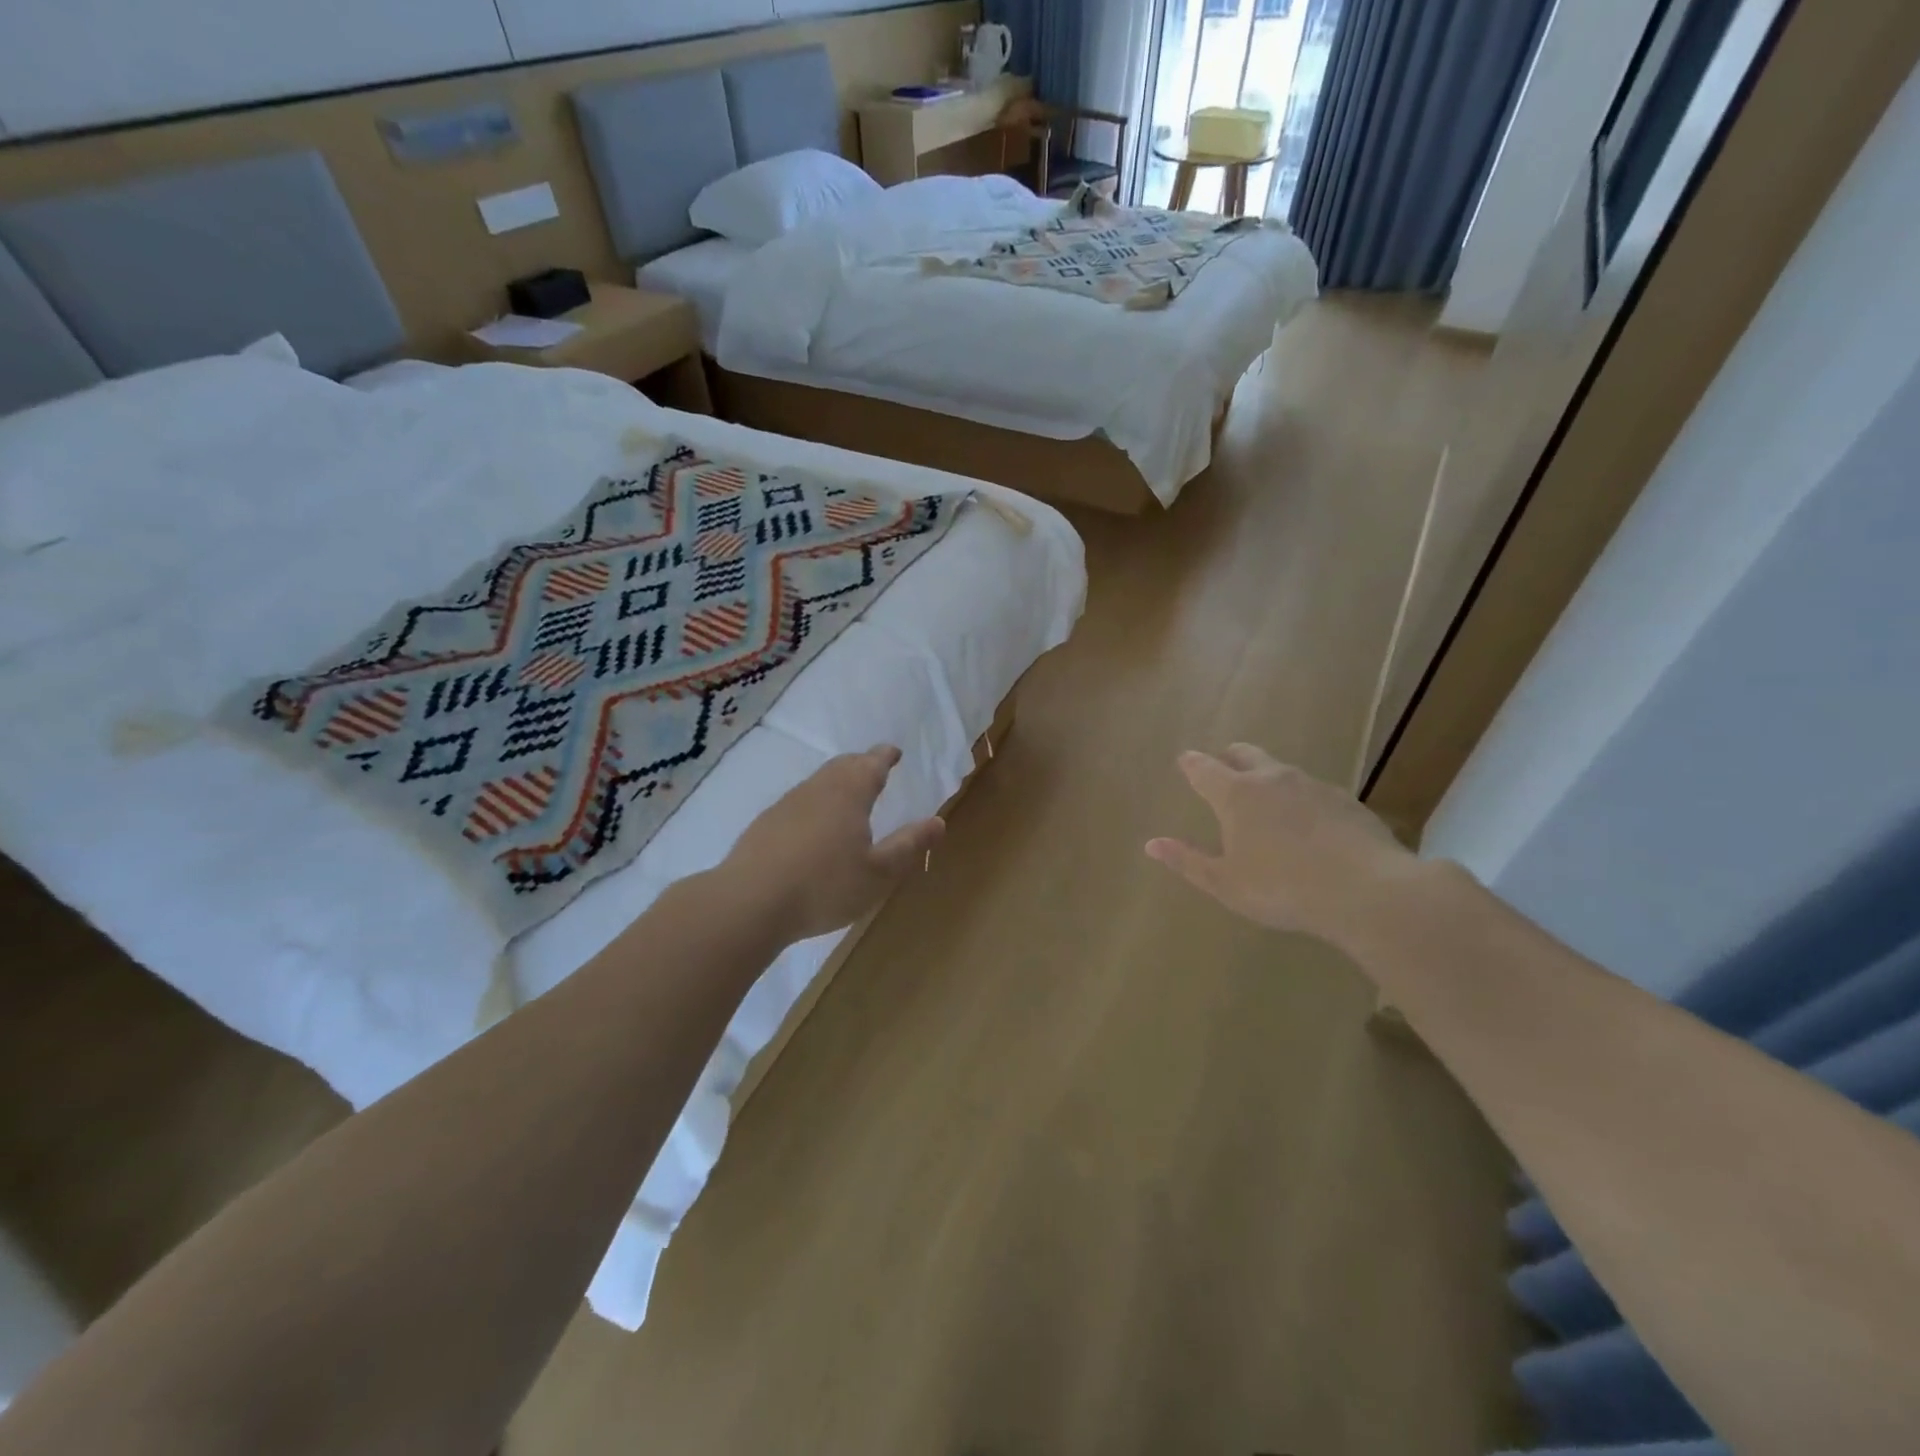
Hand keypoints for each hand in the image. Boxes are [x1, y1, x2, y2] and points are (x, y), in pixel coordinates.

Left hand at [724, 746, 944, 942]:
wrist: (749, 903)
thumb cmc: (824, 886)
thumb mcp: (878, 873)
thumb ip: (908, 845)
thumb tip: (938, 821)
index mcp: (849, 794)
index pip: (871, 764)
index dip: (885, 756)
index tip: (894, 752)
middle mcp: (817, 789)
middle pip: (842, 766)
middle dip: (861, 764)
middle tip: (874, 769)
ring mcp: (786, 804)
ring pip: (818, 782)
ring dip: (836, 782)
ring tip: (847, 795)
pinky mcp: (764, 824)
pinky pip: (798, 802)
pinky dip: (814, 804)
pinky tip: (812, 827)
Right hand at [1145, 743, 1414, 944]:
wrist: (1367, 891)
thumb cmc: (1282, 888)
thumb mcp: (1226, 883)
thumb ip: (1188, 861)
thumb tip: (1151, 844)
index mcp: (1236, 795)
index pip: (1204, 768)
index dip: (1191, 764)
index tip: (1184, 761)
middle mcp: (1272, 779)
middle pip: (1244, 753)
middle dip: (1229, 757)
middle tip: (1223, 768)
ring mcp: (1313, 785)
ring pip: (1281, 770)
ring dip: (1267, 779)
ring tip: (1267, 803)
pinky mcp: (1346, 800)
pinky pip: (1313, 791)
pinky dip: (1301, 800)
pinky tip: (1309, 826)